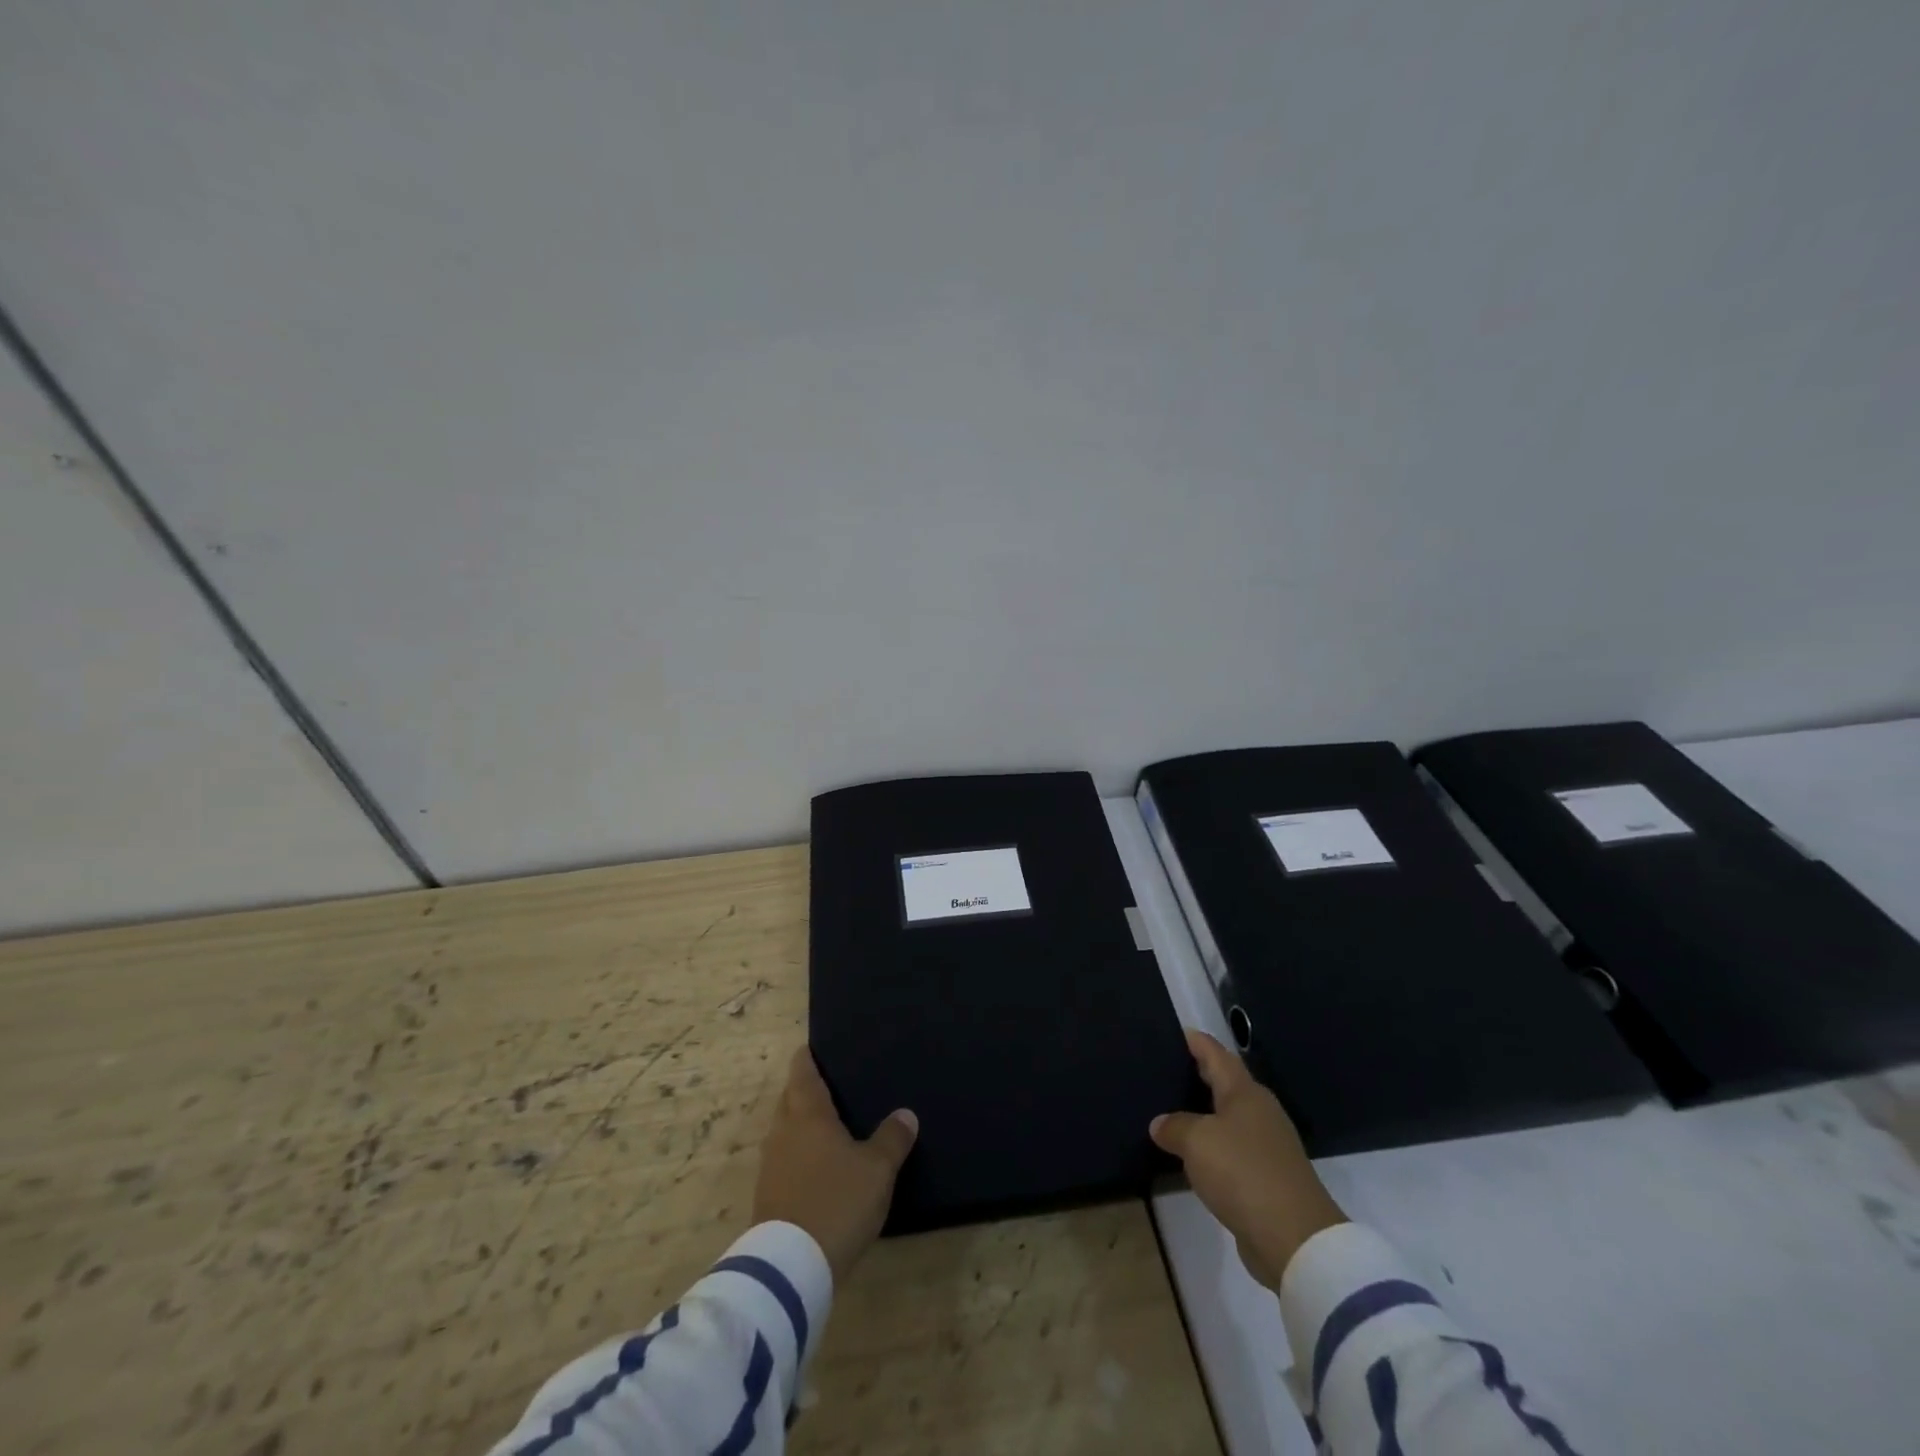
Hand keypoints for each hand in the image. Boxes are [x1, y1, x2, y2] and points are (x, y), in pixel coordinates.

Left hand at [753, 1047, 917, 1284]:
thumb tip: (906, 1114)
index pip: (802, 1072)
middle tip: (832, 1086)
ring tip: (828, 1126)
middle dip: (805, 1090)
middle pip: (790, 1098)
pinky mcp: (767, 1196)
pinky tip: (818, 1166)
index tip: (817, 1047)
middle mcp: (783, 1131)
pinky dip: (798, 1154)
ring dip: (801, 1125)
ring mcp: (770, 1164)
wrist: (790, 1268)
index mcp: (807, 1113)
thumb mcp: (877, 1170)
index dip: (808, 1057)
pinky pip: (784, 1159)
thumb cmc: (836, 1201)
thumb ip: (892, 1138)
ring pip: (785, 1130)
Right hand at [1150, 1029, 1346, 1289]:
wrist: (1295, 1238)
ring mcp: (1268, 1146)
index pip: (1216, 1055)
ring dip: (1204, 1112)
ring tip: (1172, 1109)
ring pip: (1229, 1117)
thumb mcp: (1196, 1142)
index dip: (1197, 1042)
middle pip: (1226, 1083)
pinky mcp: (1268, 1178)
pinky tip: (1193, 1153)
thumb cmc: (1243, 1172)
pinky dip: (1212, 1145)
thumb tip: (1160, 1124)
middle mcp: (1259, 1112)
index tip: (1177, 1031)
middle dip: (1199, 1074)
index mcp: (1245, 1093)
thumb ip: (1174, 1126)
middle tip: (1167, 1069)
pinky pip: (1233, 1148)